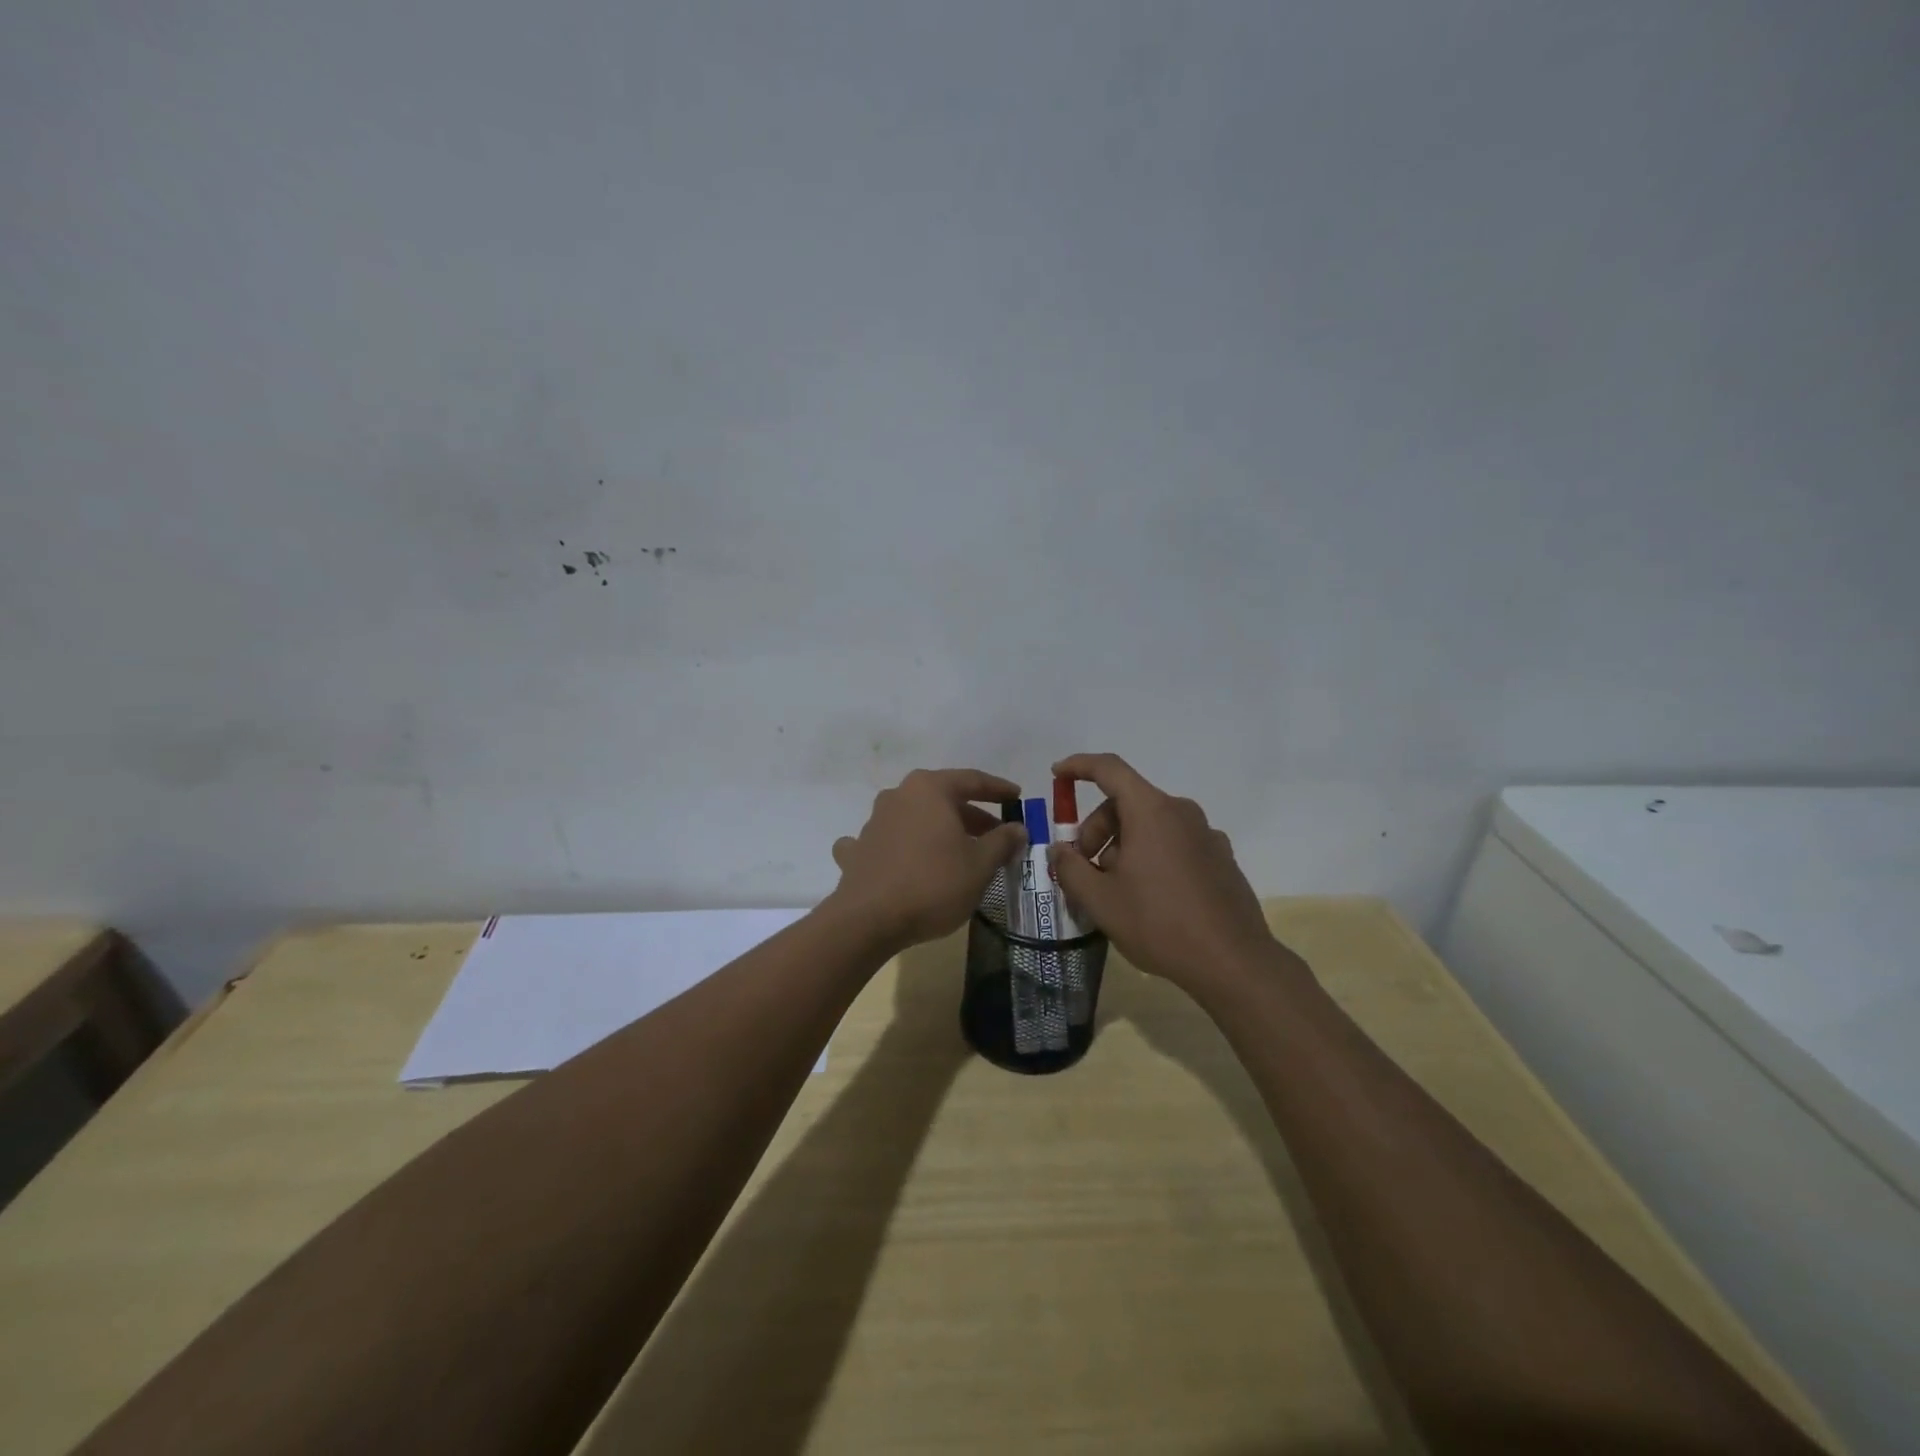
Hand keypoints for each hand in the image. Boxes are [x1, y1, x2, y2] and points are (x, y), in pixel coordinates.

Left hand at [827, 768, 1027, 952]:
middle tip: (995, 835)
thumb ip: (1002, 842)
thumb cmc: (933, 884)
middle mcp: (899, 795)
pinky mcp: (858, 850)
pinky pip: (884, 841)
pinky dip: (898, 847)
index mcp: (930, 789)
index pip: (972, 780)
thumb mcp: (979, 865)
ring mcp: (874, 821)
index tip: (1016, 796)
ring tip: (959, 851)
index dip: (998, 789)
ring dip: (938, 830)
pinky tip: (900, 859)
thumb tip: (1017, 828)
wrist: (869, 920)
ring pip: (914, 818)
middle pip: (942, 799)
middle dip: (971, 815)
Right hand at [1048, 753, 1276, 994]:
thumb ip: (1070, 868)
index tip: (1057, 775)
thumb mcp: (1100, 900)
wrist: (1233, 963)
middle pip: (1128, 802)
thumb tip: (1058, 850)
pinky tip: (1147, 897)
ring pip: (1151, 825)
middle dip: (1097, 828)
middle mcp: (1182, 813)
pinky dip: (1151, 856)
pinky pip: (1174, 843)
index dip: (1079, 766)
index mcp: (1152, 811)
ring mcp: (1206, 835)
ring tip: (1113, 889)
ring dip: (1123, 845)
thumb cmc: (1159, 923)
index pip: (1109, 769)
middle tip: (1083, 866)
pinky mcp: (1221, 859)